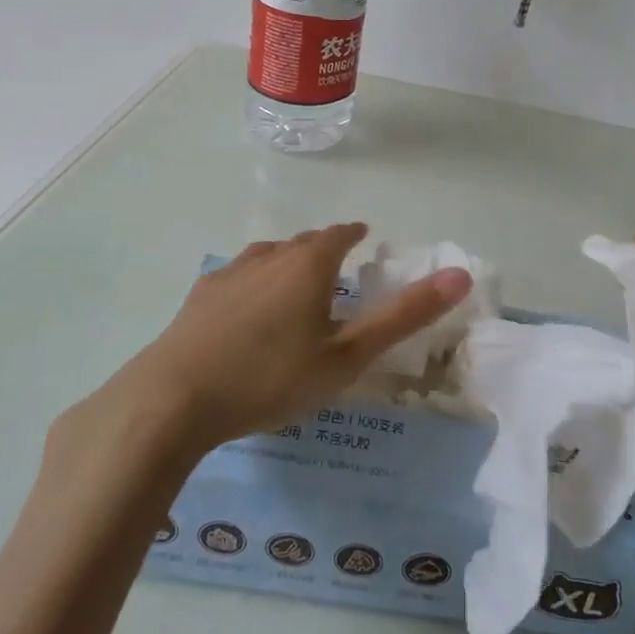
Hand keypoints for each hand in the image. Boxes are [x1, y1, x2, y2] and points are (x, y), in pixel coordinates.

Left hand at [86, 224, 470, 455]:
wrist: (173, 399)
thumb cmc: (271, 378)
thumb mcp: (347, 357)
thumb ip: (403, 316)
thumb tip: (461, 276)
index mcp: (308, 265)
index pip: (338, 235)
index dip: (353, 234)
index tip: (362, 237)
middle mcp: (268, 257)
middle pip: (303, 243)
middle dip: (322, 249)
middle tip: (335, 267)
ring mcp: (228, 274)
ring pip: (266, 256)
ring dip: (286, 262)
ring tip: (293, 283)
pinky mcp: (198, 298)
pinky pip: (236, 277)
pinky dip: (253, 283)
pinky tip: (244, 308)